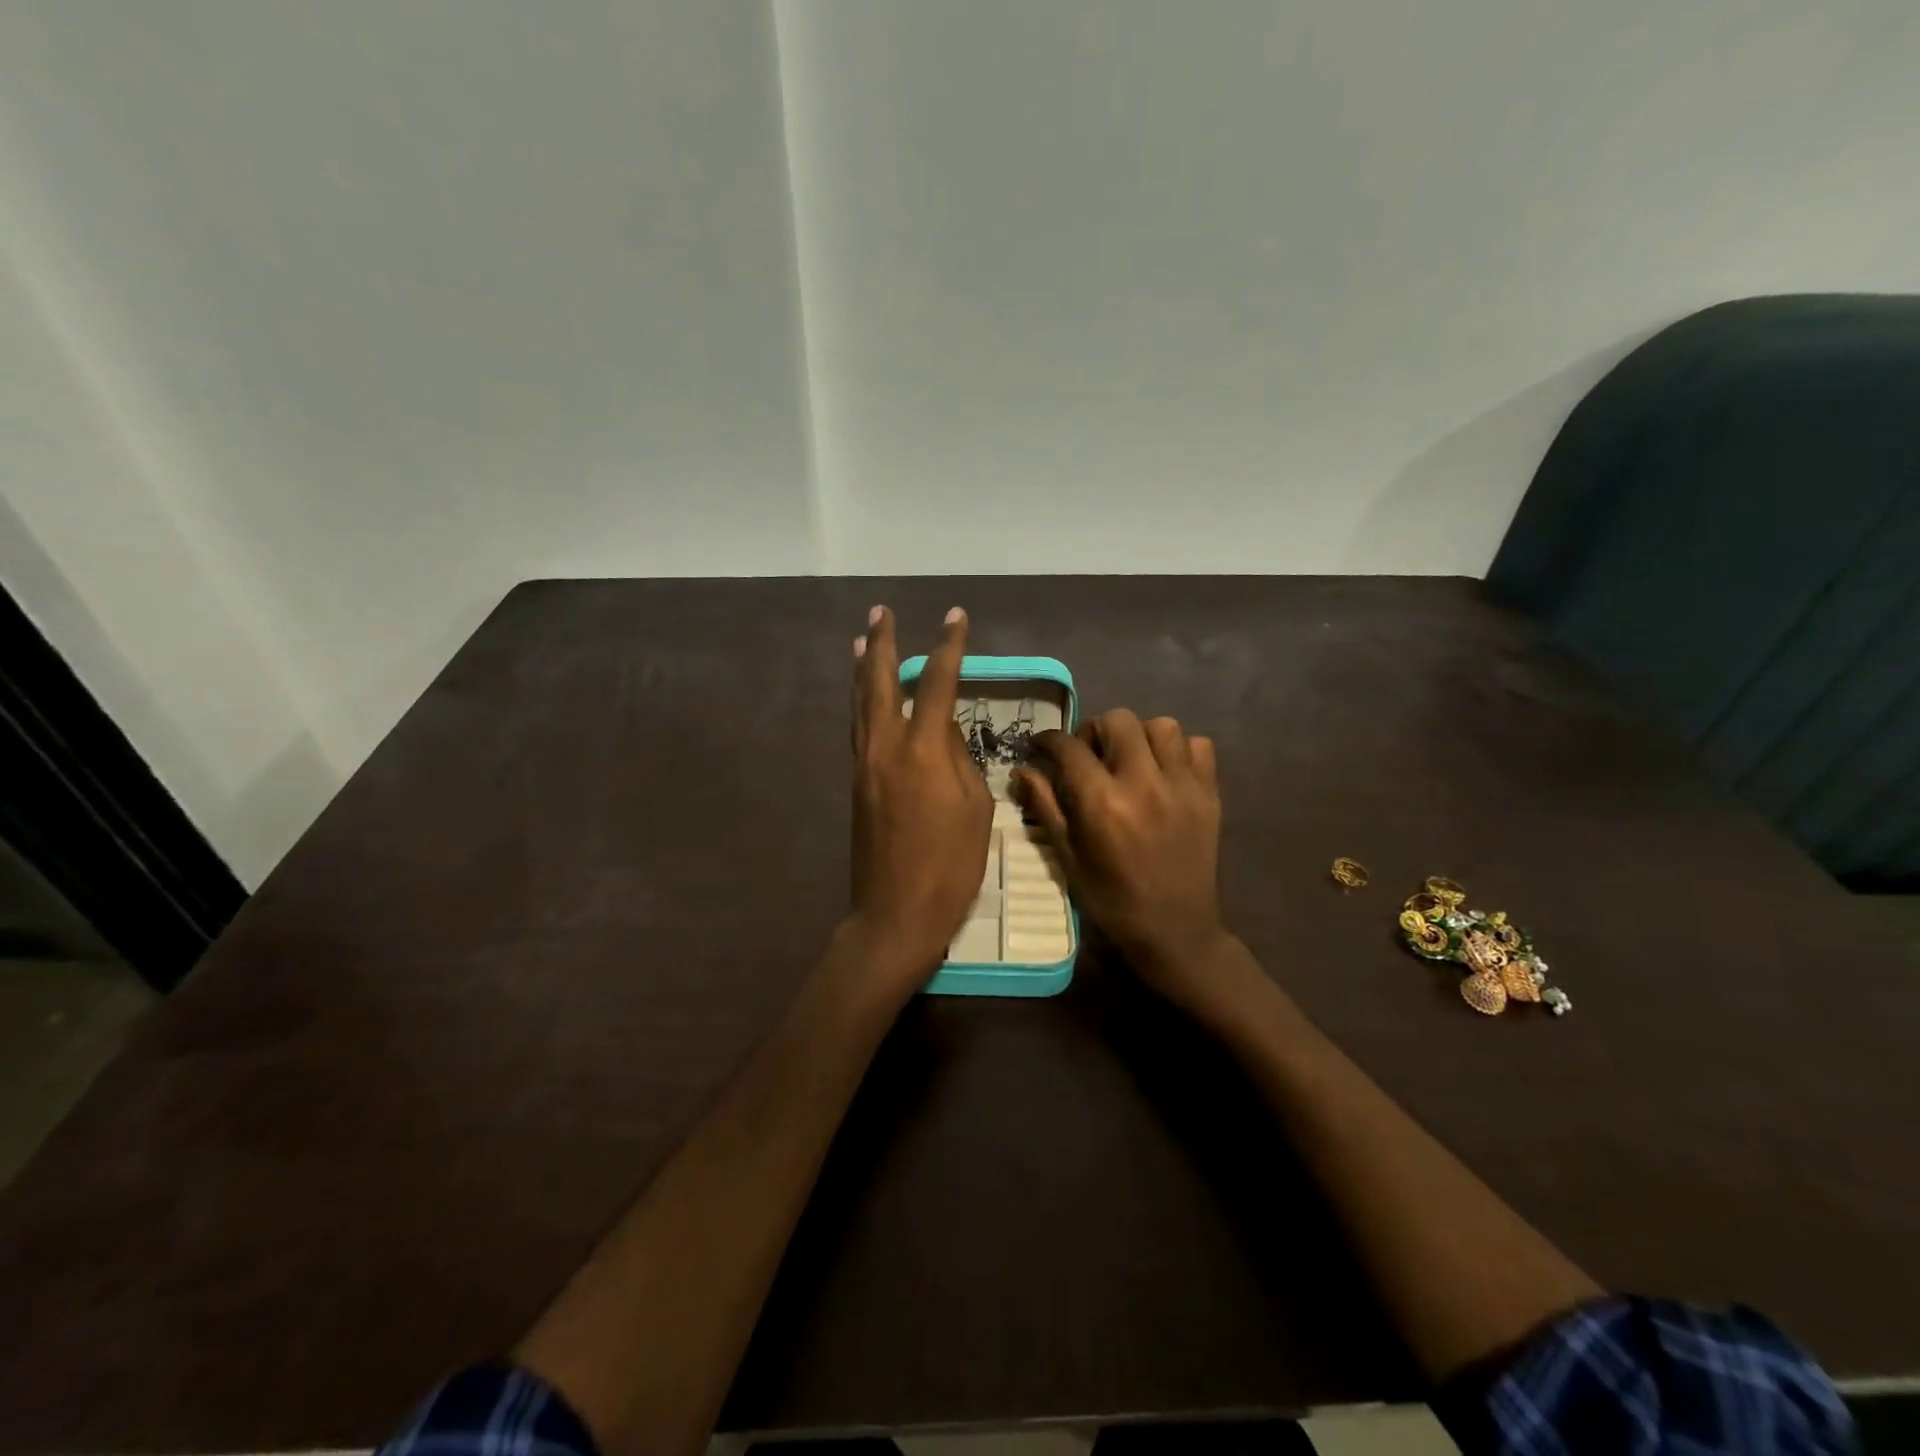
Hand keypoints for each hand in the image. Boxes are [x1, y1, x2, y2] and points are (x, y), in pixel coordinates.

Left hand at [847, 605, 993, 994]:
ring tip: (860, 641)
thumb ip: (960, 760)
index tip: (955, 617)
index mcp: (922, 750)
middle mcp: (885, 747)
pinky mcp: (856, 785)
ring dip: (861, 669)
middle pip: (879, 682)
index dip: (949, 647)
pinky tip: (863, 698)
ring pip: (860, 705)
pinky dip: (860, 704)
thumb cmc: (950, 866)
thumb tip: (943, 730)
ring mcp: (864, 766)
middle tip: (881, 612)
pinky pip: (858, 731)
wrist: (895, 914)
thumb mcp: (976, 809)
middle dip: (882, 644)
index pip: (936, 684)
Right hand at [1015, 711, 1238, 1016]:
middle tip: (1090, 755)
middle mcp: (1144, 783)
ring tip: (1131, 760)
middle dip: (1095, 731)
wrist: (1174, 931)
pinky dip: (1180, 750)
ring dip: (1139, 736)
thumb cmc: (1110, 898)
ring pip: (1162, 726)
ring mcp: (1182, 786)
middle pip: (1118, 720)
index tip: (1042, 746)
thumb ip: (1045, 806)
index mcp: (1102, 803)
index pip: (1070, 747)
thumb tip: (1022, 769)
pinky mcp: (1209, 794)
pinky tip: (1165, 771)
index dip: (1049, 739)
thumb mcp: (1067, 856)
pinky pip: (1199, 746)